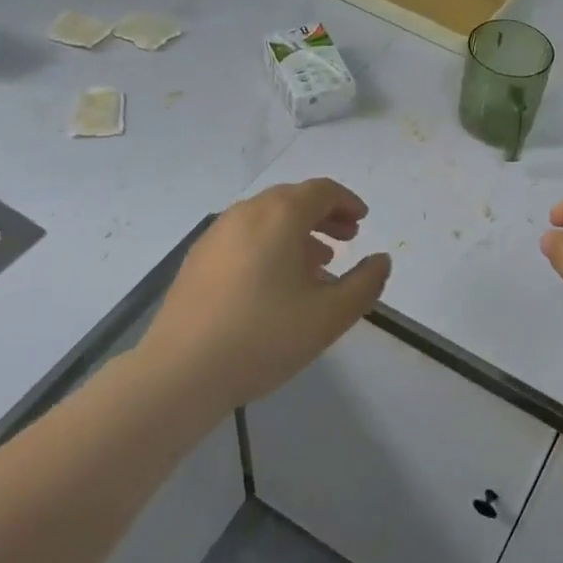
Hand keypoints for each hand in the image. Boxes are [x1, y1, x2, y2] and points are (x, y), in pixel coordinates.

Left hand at [143, 179, 392, 412]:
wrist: (180, 372)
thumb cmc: (264, 337)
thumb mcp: (329, 316)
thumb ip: (365, 284)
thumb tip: (381, 261)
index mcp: (280, 215)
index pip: (321, 191)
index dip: (347, 201)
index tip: (363, 220)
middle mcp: (246, 212)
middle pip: (292, 199)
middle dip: (324, 214)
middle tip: (347, 238)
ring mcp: (216, 234)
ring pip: (266, 218)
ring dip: (297, 231)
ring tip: (316, 263)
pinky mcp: (197, 259)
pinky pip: (244, 236)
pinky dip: (269, 243)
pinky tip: (274, 281)